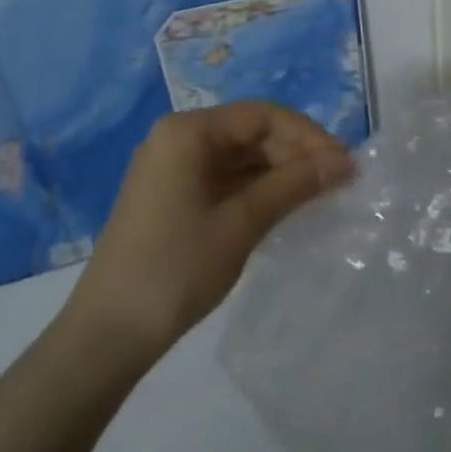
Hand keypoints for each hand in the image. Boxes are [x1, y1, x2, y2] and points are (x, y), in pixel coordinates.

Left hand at [63, 101, 351, 358]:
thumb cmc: (175, 269)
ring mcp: (172, 167)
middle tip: (337, 182)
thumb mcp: (241, 224)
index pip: (262, 116)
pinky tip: (285, 206)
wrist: (106, 335)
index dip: (308, 136)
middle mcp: (178, 138)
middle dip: (295, 153)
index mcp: (188, 131)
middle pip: (250, 132)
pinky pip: (224, 178)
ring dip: (279, 172)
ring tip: (319, 195)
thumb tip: (343, 163)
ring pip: (239, 156)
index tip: (343, 165)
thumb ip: (293, 185)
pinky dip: (256, 188)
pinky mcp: (172, 195)